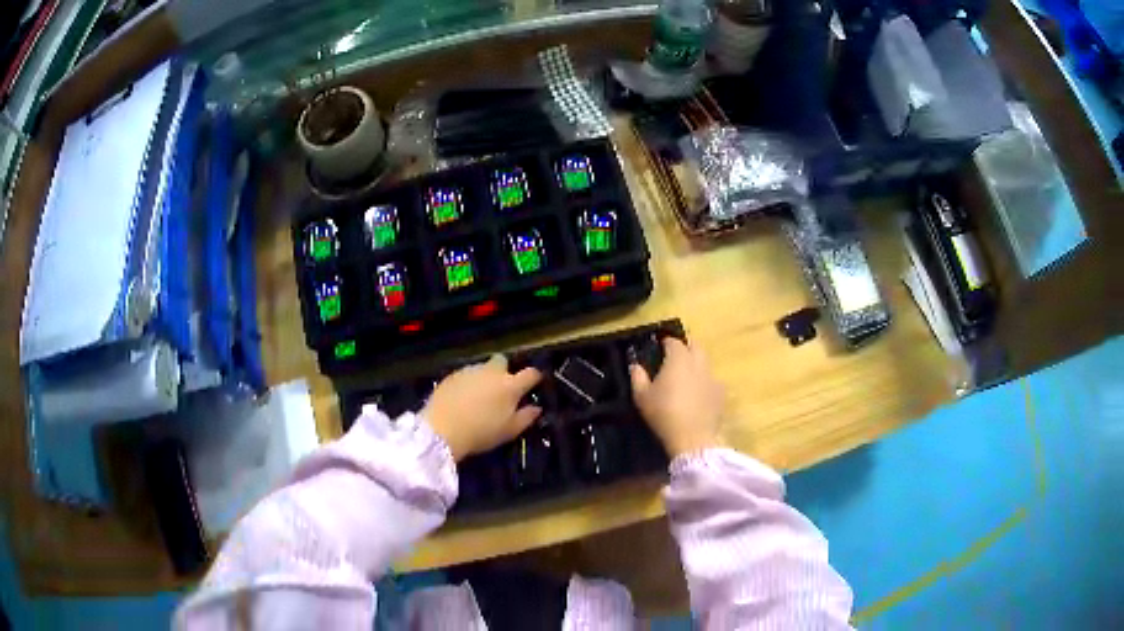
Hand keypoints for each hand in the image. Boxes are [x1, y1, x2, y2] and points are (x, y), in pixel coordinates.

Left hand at [423, 354, 542, 460]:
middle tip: (502, 388)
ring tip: (480, 395)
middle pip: (503, 361)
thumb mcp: (509, 431)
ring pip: (483, 368)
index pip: (530, 373)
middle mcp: (492, 372)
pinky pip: (466, 374)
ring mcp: (470, 371)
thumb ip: (526, 417)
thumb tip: (536, 408)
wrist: (442, 428)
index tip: (534, 383)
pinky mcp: (452, 375)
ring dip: (485, 377)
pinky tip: (463, 397)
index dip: (534, 377)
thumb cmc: (481, 432)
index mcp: (510, 385)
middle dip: (505, 370)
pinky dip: (468, 382)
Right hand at [629, 338, 723, 457]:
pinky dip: (704, 382)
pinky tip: (697, 394)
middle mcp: (698, 362)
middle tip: (674, 356)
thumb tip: (635, 365)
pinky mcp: (720, 393)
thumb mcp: (642, 396)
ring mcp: (712, 377)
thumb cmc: (663, 413)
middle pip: (695, 345)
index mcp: (678, 359)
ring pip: (705, 362)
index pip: (673, 341)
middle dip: (685, 346)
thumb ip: (637, 376)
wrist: (692, 438)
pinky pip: (712, 381)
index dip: (665, 342)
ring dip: (696, 364)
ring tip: (686, 376)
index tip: (659, 347)